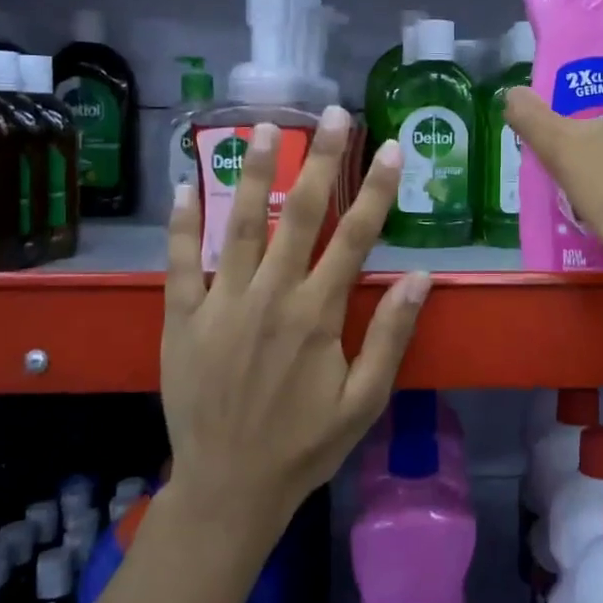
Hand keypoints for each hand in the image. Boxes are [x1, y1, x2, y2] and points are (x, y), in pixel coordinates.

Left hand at [161, 107, 430, 541]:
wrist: (228, 488)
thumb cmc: (304, 445)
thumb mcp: (364, 401)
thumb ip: (390, 335)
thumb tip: (422, 276)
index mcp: (317, 315)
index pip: (355, 237)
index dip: (377, 189)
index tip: (391, 148)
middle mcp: (271, 297)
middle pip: (301, 215)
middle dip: (320, 160)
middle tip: (332, 114)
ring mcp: (222, 305)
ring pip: (239, 225)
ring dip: (253, 174)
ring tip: (261, 127)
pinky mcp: (182, 319)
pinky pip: (180, 263)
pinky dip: (182, 224)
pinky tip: (184, 186)